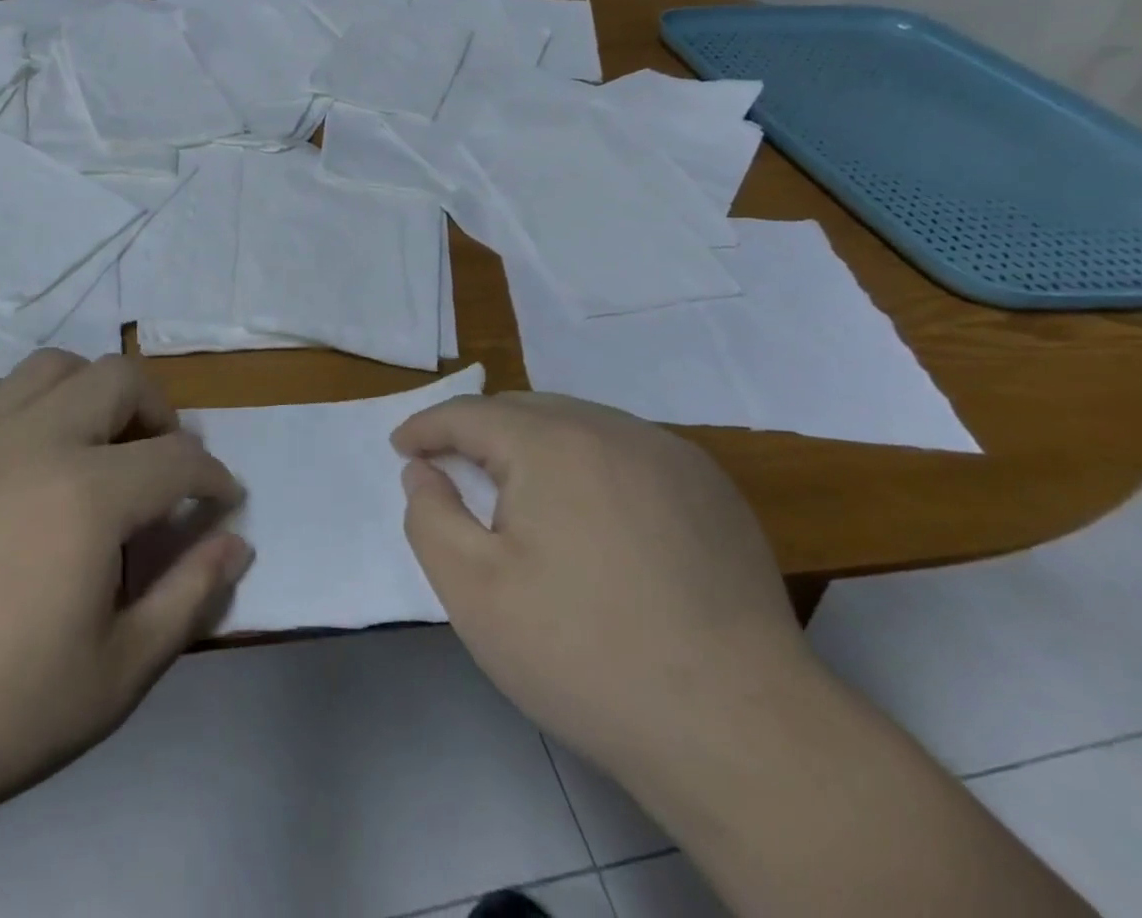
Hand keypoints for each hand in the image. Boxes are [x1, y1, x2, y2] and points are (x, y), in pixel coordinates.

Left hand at [0, 350, 251, 848]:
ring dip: (94, 393)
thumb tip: (238, 544)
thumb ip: (189, 598)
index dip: (214, 476)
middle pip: (121, 379)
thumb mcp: (117, 674)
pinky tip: (25, 451)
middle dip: (161, 412)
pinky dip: (28, 400)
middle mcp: (38, 441)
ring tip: (98, 446)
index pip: (178, 457)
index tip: (224, 500)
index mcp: (89, 494)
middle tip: (164, 464)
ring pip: (56, 367)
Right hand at [392, 391, 814, 778]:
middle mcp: (612, 428)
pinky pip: (628, 453)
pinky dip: (591, 465)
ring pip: (579, 425)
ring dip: (537, 446)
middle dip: (480, 432)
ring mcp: (670, 455)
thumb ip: (430, 516)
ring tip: (521, 495)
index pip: (469, 413)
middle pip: (524, 410)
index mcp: (551, 443)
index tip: (402, 447)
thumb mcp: (473, 592)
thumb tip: (424, 471)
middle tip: (455, 471)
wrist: (740, 731)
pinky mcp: (711, 489)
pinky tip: (595, 518)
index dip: (427, 427)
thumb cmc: (584, 654)